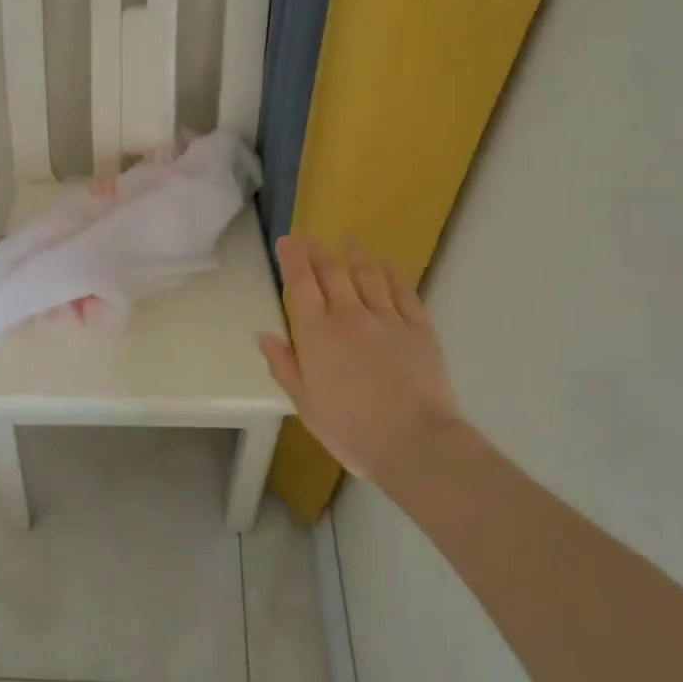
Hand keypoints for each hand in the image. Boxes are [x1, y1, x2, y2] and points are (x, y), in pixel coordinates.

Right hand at [256, 235, 459, 485]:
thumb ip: (284, 366)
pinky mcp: (419, 327)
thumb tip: (263, 335)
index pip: (301, 284)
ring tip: (348, 238)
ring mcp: (387, 318)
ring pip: (368, 274)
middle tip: (311, 238)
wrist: (415, 443)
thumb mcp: (306, 405)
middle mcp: (349, 316)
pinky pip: (403, 291)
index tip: (287, 240)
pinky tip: (386, 263)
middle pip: (332, 272)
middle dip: (318, 251)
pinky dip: (392, 273)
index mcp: (317, 334)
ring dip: (355, 253)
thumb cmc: (351, 431)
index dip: (293, 258)